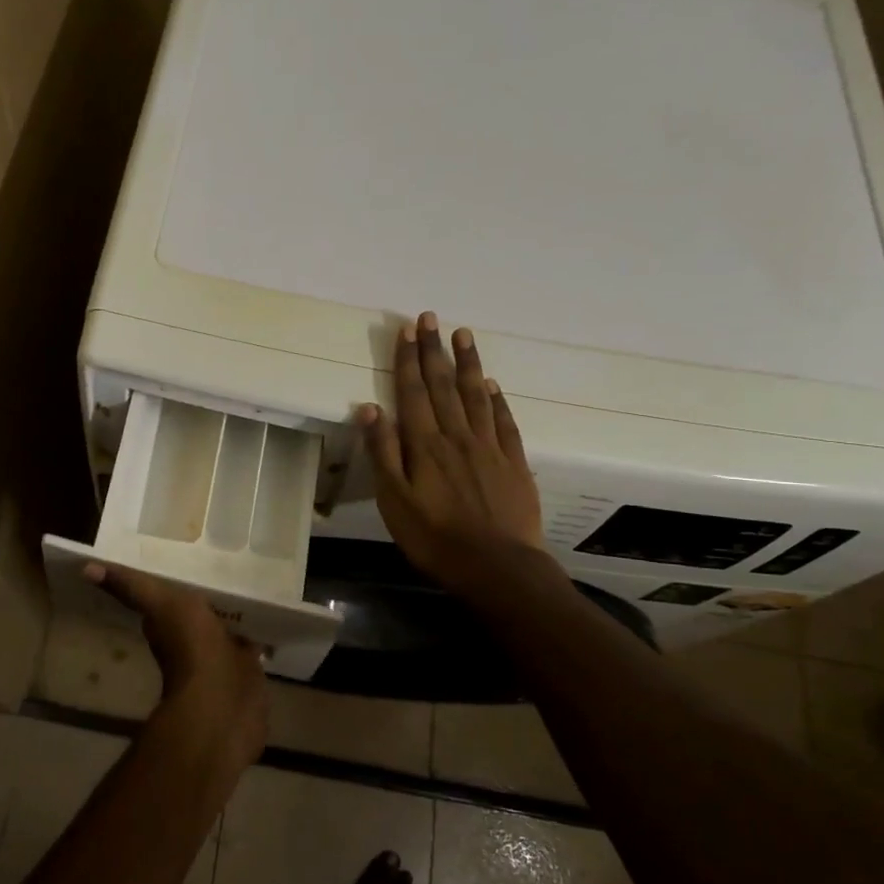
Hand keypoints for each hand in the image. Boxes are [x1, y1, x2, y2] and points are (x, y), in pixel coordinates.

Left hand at [85, 563, 268, 770]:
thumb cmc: (191, 650)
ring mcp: (224, 654)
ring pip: (229, 624)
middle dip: (212, 590)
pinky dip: (259, 629)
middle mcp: (196, 638)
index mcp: (172, 622)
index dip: (178, 576)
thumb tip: (85, 569)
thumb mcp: (162, 605)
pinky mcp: (249, 667)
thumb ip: (131, 587)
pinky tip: (270, 611)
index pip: (172, 593)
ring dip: (236, 609)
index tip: (190, 548)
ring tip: (252, 579)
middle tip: (228, 558)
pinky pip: (254, 640)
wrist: (224, 704)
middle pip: (203, 607)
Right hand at [359, 313, 559, 599]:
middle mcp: (457, 436)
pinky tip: (493, 384)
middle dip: (434, 350)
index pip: (412, 392)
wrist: (497, 566)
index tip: (407, 329)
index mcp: (424, 445)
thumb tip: (370, 407)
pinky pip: (504, 421)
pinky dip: (497, 399)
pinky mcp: (514, 463)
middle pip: (443, 385)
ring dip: (468, 363)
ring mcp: (489, 447)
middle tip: (431, 317)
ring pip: (476, 395)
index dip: (408, 359)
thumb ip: (383, 453)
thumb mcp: (395, 501)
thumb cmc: (435, 538)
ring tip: (463, 334)